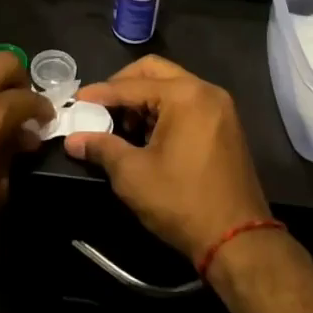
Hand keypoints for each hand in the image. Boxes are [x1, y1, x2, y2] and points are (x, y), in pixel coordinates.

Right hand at [64, 55, 270, 264]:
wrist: (239, 241)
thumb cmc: (182, 201)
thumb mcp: (133, 174)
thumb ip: (102, 148)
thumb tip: (73, 140)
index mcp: (184, 95)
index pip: (131, 85)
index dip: (100, 93)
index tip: (76, 101)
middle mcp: (206, 91)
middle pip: (154, 71)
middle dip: (123, 86)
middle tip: (100, 106)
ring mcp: (220, 107)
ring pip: (172, 86)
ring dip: (143, 99)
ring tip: (122, 126)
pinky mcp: (226, 126)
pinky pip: (187, 103)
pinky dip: (164, 110)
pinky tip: (147, 136)